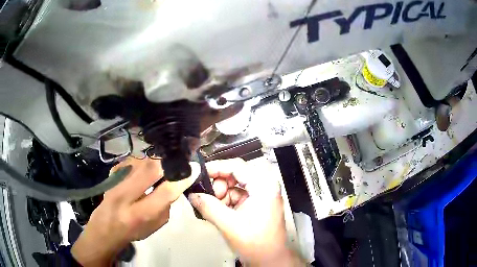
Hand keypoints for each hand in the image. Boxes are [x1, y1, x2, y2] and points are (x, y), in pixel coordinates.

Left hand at [72, 157, 198, 265]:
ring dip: (155, 162)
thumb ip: (166, 204)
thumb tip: (175, 183)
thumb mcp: (156, 225)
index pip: (165, 192)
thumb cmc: (134, 230)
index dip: (182, 178)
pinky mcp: (111, 173)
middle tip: (177, 163)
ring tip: (161, 167)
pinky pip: (131, 160)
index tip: (194, 168)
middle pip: (150, 169)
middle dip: (168, 163)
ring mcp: (116, 181)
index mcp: (141, 214)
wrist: (106, 227)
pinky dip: (142, 162)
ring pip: (140, 160)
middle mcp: (126, 195)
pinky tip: (144, 169)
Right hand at [188, 159, 303, 265]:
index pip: (237, 166)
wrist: (269, 259)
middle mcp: (265, 185)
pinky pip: (237, 195)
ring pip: (234, 185)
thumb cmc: (256, 243)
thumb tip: (193, 194)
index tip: (199, 173)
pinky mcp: (257, 203)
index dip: (216, 168)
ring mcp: (262, 194)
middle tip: (206, 197)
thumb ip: (208, 206)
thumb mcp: (228, 223)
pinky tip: (219, 211)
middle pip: (235, 174)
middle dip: (218, 185)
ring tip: (213, 208)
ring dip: (221, 195)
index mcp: (264, 185)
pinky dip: (226, 201)